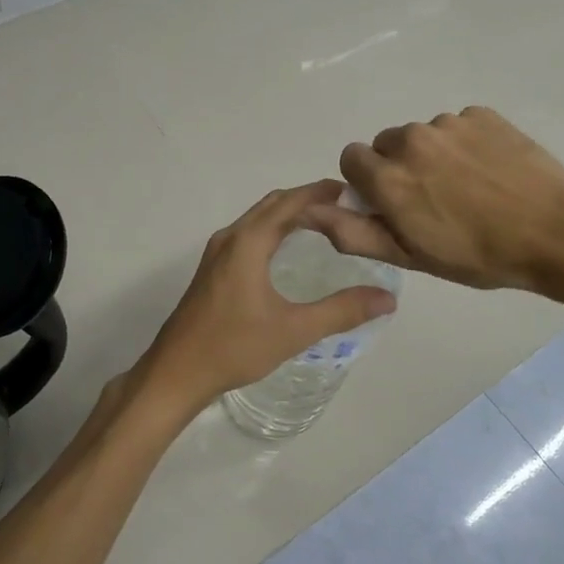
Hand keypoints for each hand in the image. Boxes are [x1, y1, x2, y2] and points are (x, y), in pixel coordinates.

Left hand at [135, 181, 397, 414]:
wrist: (176, 372)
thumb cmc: (234, 347)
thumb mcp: (294, 330)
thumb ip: (342, 311)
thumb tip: (387, 298)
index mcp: (248, 242)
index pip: (290, 203)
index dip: (320, 192)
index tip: (351, 191)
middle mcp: (230, 238)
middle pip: (272, 205)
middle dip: (306, 200)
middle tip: (344, 207)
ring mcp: (216, 254)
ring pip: (257, 219)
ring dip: (287, 214)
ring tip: (322, 223)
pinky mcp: (212, 270)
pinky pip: (247, 235)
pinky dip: (272, 230)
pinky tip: (286, 251)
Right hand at [305, 107, 563, 299]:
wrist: (554, 231)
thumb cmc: (477, 255)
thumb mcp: (409, 255)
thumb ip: (353, 231)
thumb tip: (310, 211)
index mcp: (388, 176)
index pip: (351, 158)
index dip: (367, 183)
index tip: (392, 204)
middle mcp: (411, 140)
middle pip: (386, 144)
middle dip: (398, 167)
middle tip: (432, 199)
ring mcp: (449, 123)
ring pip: (423, 134)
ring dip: (433, 155)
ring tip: (467, 187)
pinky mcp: (482, 114)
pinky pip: (457, 125)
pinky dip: (464, 143)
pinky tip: (489, 170)